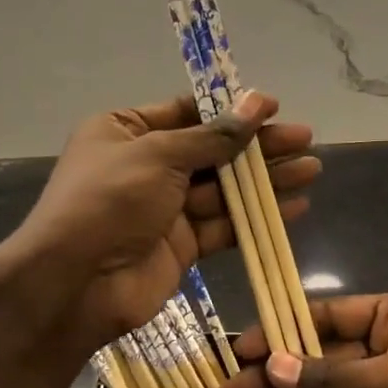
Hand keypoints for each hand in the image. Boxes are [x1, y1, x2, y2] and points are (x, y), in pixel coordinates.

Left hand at [0, 92, 319, 359]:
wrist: (76, 284)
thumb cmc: (109, 202)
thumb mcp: (158, 156)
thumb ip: (213, 137)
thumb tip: (256, 104)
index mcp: (125, 131)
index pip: (187, 112)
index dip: (231, 110)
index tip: (273, 107)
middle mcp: (146, 166)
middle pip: (212, 150)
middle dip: (258, 146)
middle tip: (305, 139)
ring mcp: (164, 208)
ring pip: (224, 189)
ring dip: (266, 181)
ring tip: (311, 169)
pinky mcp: (182, 245)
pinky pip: (224, 224)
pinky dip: (256, 216)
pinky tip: (294, 207)